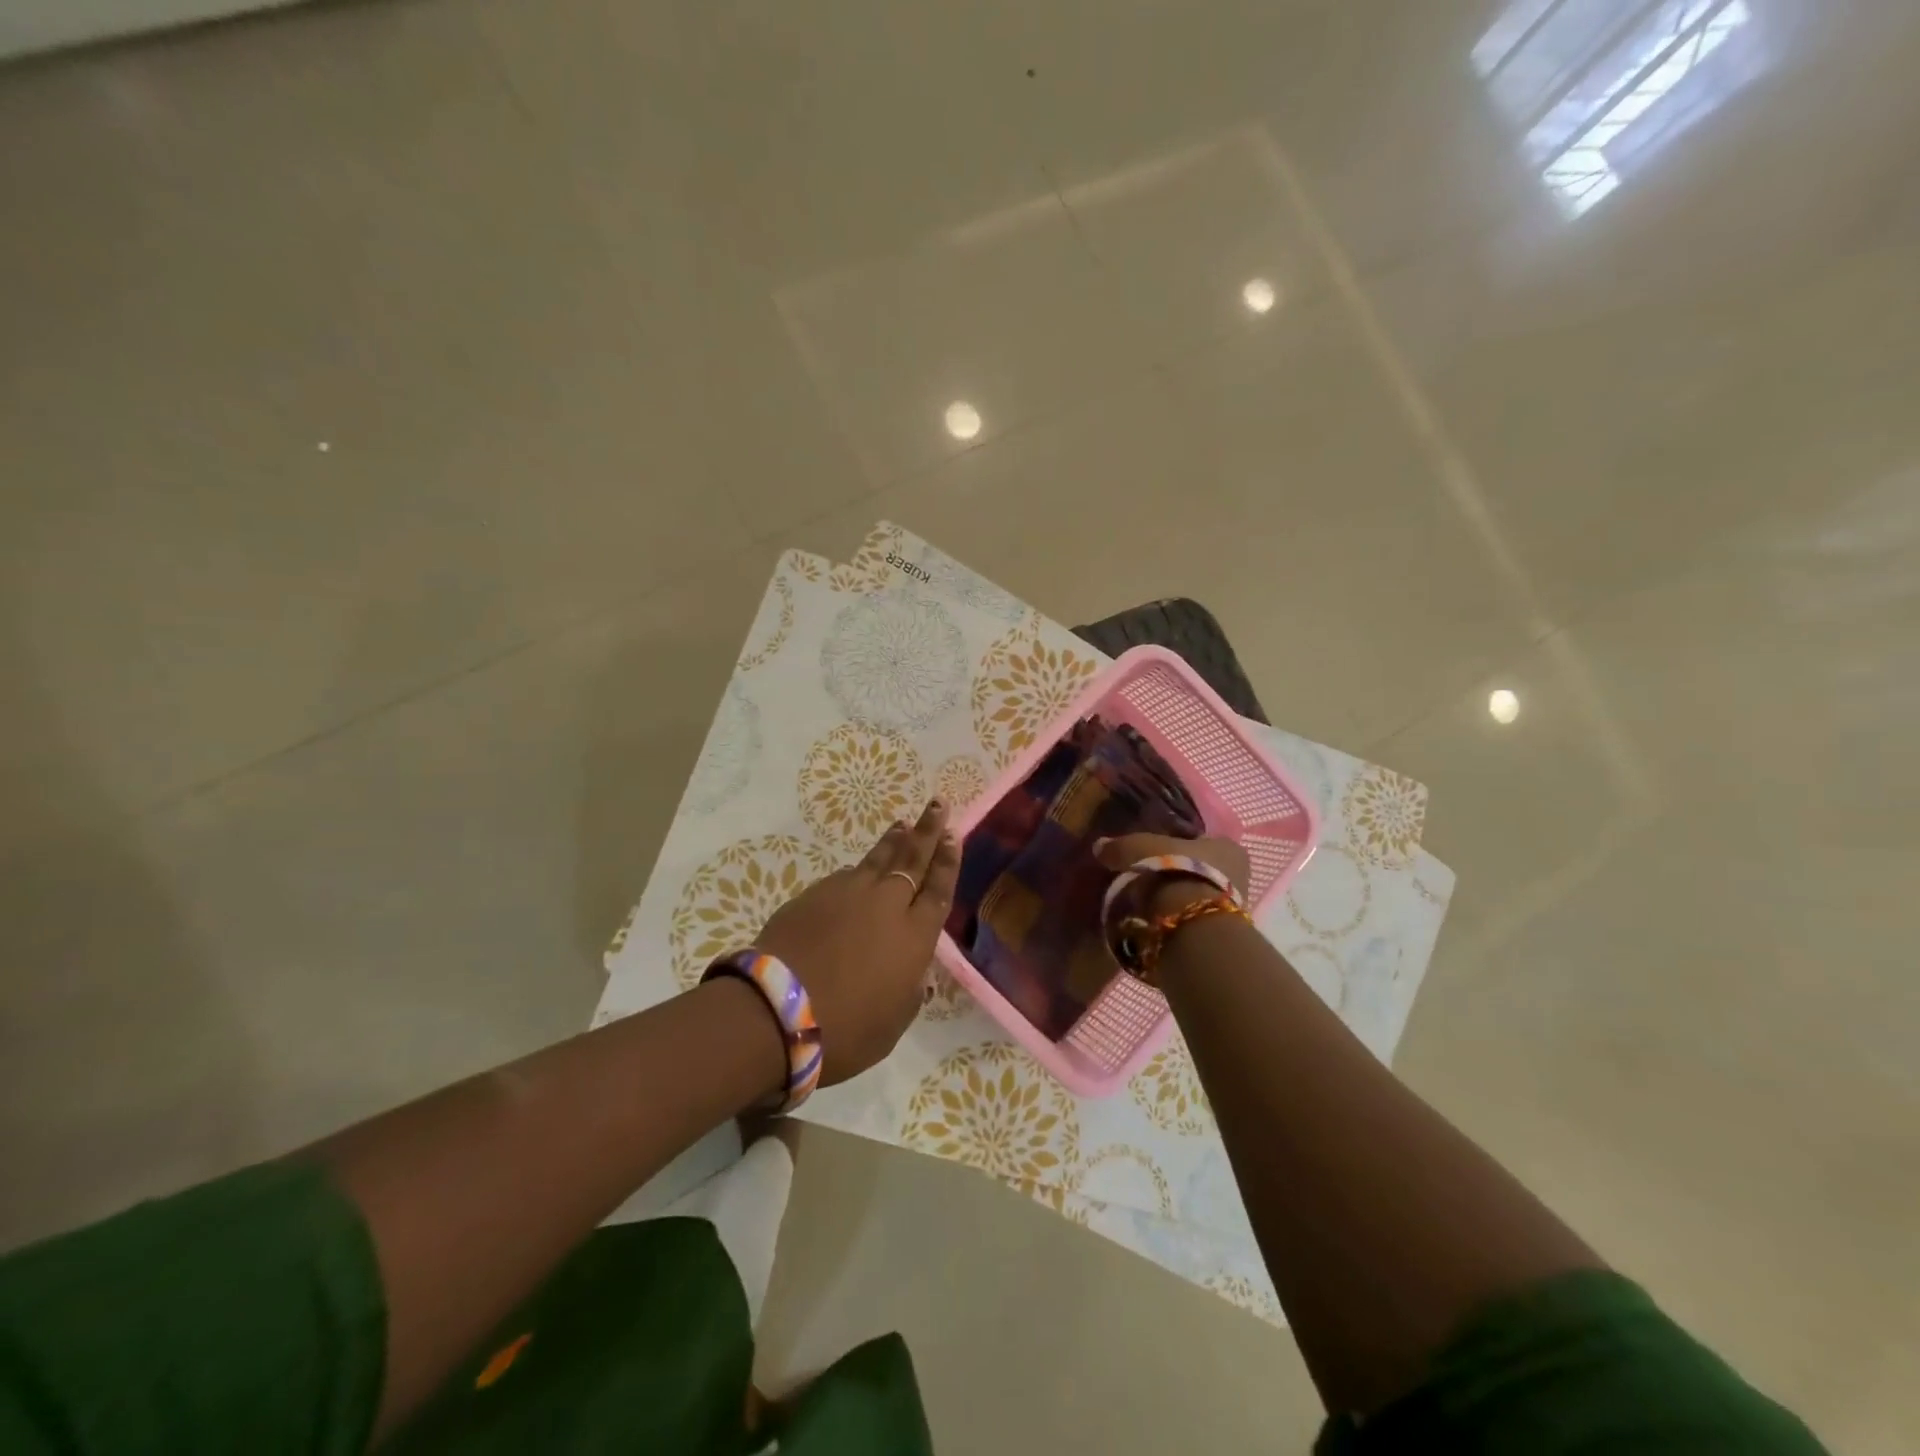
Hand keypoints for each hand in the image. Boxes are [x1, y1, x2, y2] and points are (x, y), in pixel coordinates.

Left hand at [755, 798, 959, 1084]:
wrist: (778, 1011)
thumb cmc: (846, 1030)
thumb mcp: (893, 1021)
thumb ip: (908, 989)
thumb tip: (912, 970)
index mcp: (915, 936)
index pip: (938, 888)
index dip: (947, 861)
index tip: (953, 834)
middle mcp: (887, 904)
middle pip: (913, 858)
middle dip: (928, 831)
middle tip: (937, 805)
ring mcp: (848, 894)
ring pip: (878, 859)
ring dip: (894, 840)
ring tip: (903, 823)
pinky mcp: (814, 894)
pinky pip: (846, 876)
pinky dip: (859, 870)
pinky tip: (859, 871)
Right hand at [1093, 831, 1249, 913]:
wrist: (1194, 925)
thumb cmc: (1175, 870)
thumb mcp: (1140, 849)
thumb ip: (1120, 846)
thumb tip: (1099, 846)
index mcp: (1227, 846)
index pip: (1200, 842)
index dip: (1177, 847)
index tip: (1154, 855)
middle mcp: (1239, 874)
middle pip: (1201, 870)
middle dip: (1177, 875)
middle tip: (1148, 880)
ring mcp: (1233, 908)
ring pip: (1197, 896)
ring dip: (1176, 900)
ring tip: (1147, 905)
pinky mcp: (1221, 935)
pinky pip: (1193, 920)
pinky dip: (1177, 920)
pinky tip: (1156, 922)